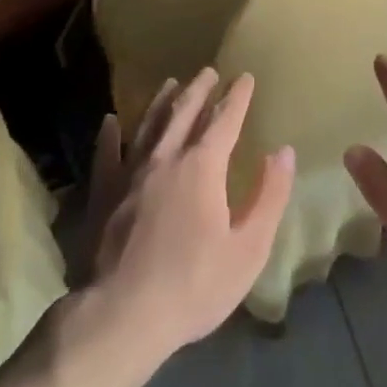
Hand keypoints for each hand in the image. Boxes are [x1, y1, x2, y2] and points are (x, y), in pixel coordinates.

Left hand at [83, 69, 294, 361]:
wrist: (120, 316)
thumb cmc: (194, 285)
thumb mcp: (249, 248)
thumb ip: (269, 196)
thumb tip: (284, 153)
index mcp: (202, 167)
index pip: (224, 120)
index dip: (236, 97)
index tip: (244, 77)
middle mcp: (165, 158)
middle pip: (184, 113)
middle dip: (199, 90)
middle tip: (208, 71)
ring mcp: (129, 174)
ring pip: (148, 125)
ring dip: (161, 102)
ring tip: (171, 83)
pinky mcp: (102, 194)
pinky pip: (106, 154)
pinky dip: (110, 135)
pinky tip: (110, 122)